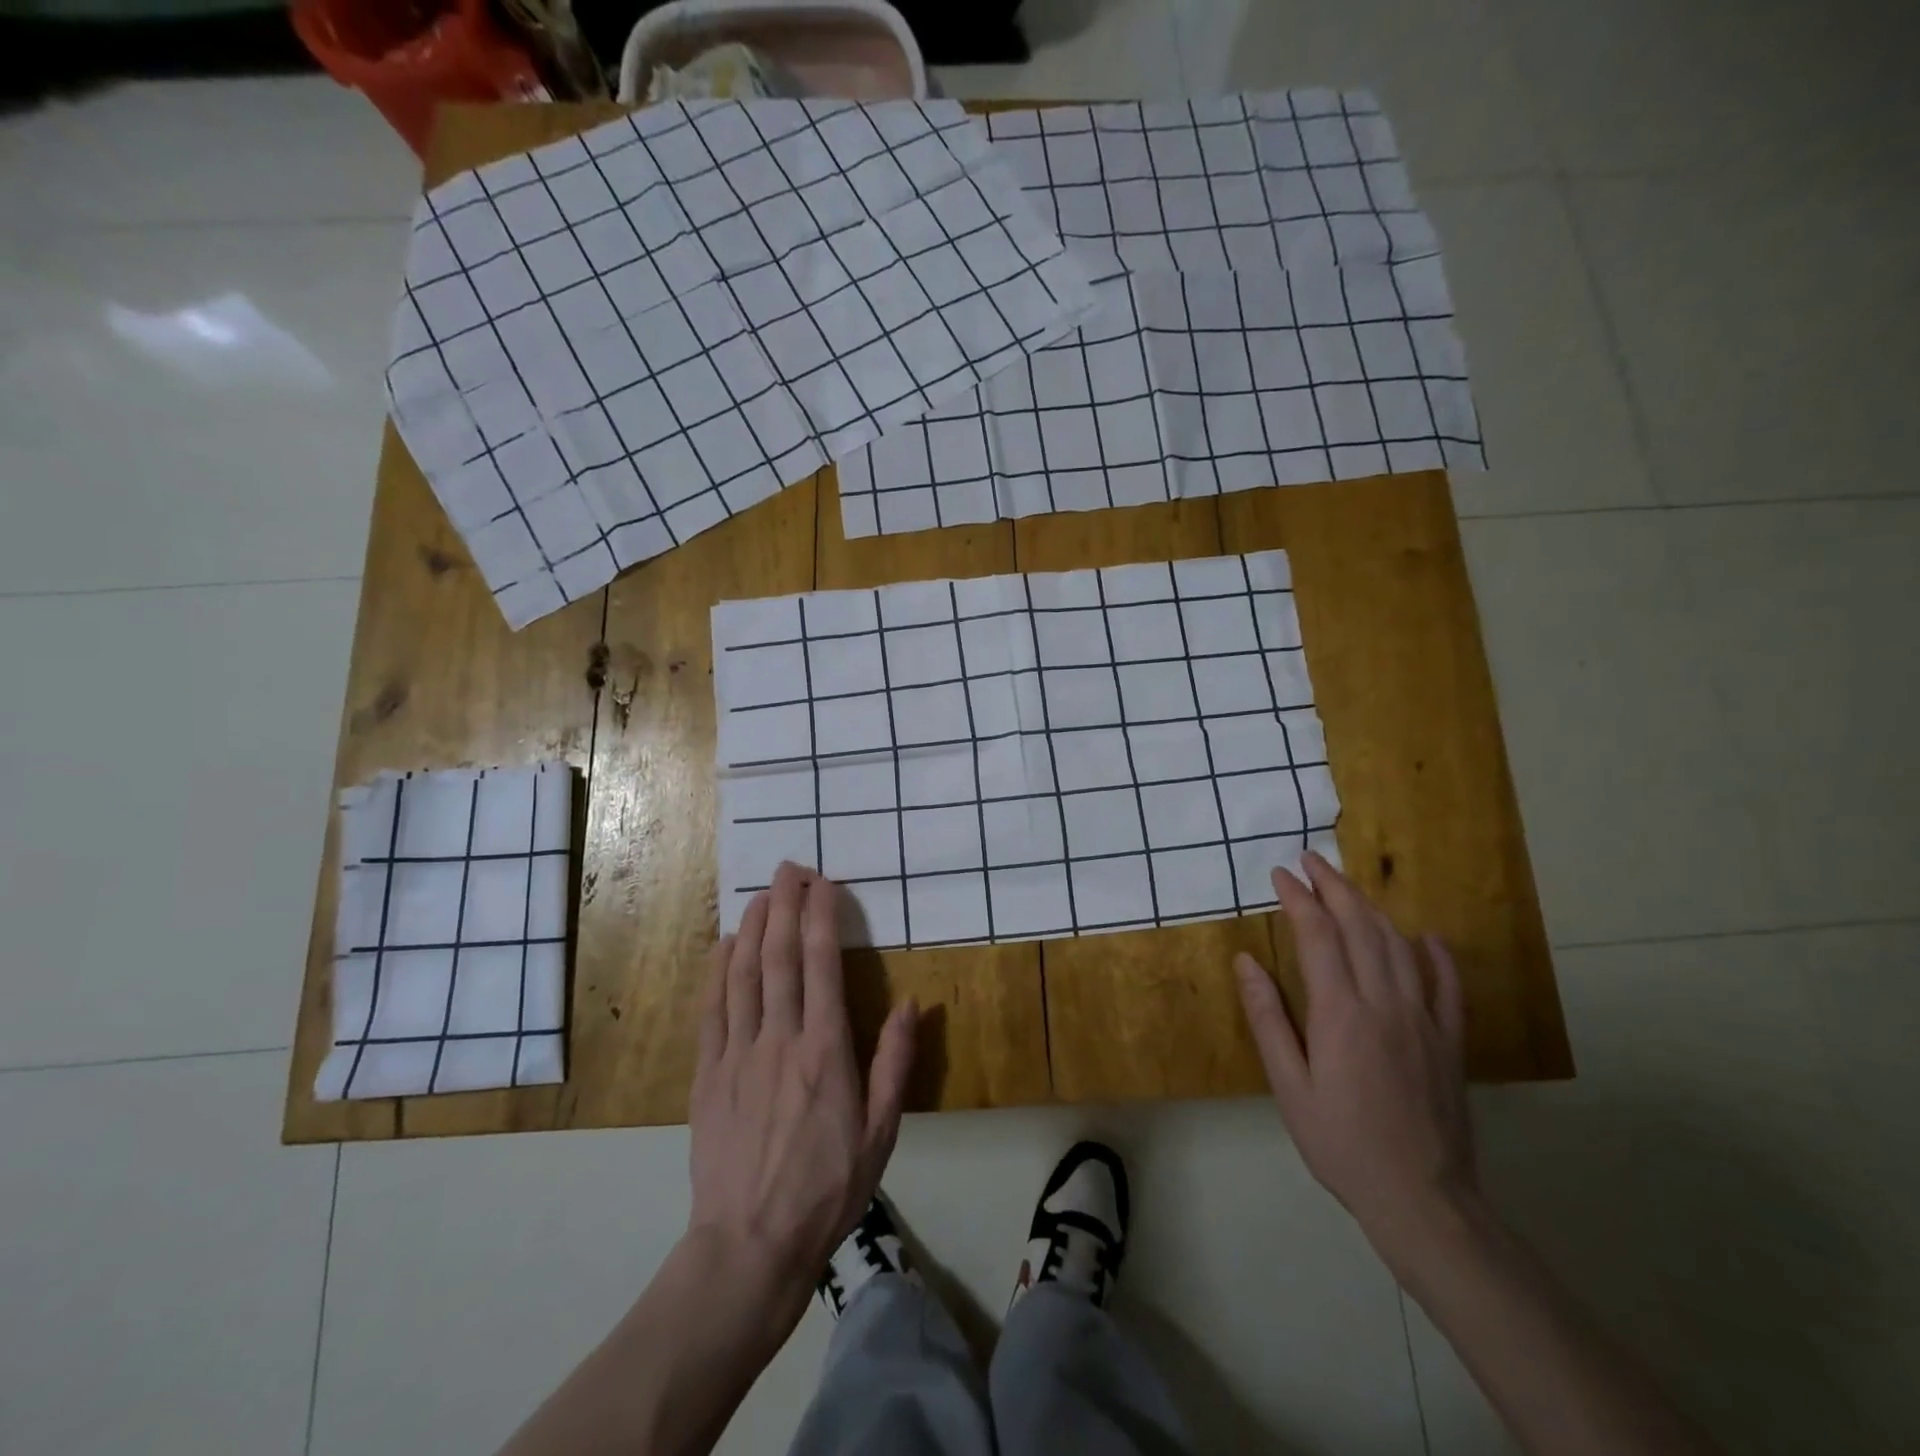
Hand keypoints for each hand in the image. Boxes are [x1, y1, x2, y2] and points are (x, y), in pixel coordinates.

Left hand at [687, 862, 916, 1316]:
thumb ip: (894, 1063)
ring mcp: (738, 1053)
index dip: (822, 917)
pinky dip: (718, 969)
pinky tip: (725, 945)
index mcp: (826, 1050)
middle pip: (780, 956)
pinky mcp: (707, 1074)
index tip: (824, 883)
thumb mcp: (881, 1132)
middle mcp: (780, 1038)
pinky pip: (712, 1008)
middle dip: (785, 905)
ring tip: (762, 893)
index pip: (823, 964)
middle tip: (789, 868)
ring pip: (743, 973)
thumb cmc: (827, 1188)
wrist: (750, 1245)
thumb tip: (909, 1004)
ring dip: (753, 926)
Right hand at [1233, 851, 1476, 1247]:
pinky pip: (1447, 985)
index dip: (1299, 899)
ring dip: (1371, 908)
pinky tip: (1426, 936)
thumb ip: (1268, 1018)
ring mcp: (1424, 1019)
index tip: (1280, 873)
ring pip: (1398, 945)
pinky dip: (1436, 954)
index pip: (1318, 936)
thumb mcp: (1289, 1085)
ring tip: (1347, 885)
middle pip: (1360, 927)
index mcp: (1341, 1012)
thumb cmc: (1340, 1142)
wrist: (1421, 1197)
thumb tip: (1246, 962)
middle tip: (1311, 860)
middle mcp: (1385, 1003)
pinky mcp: (1449, 1040)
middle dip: (1333, 887)